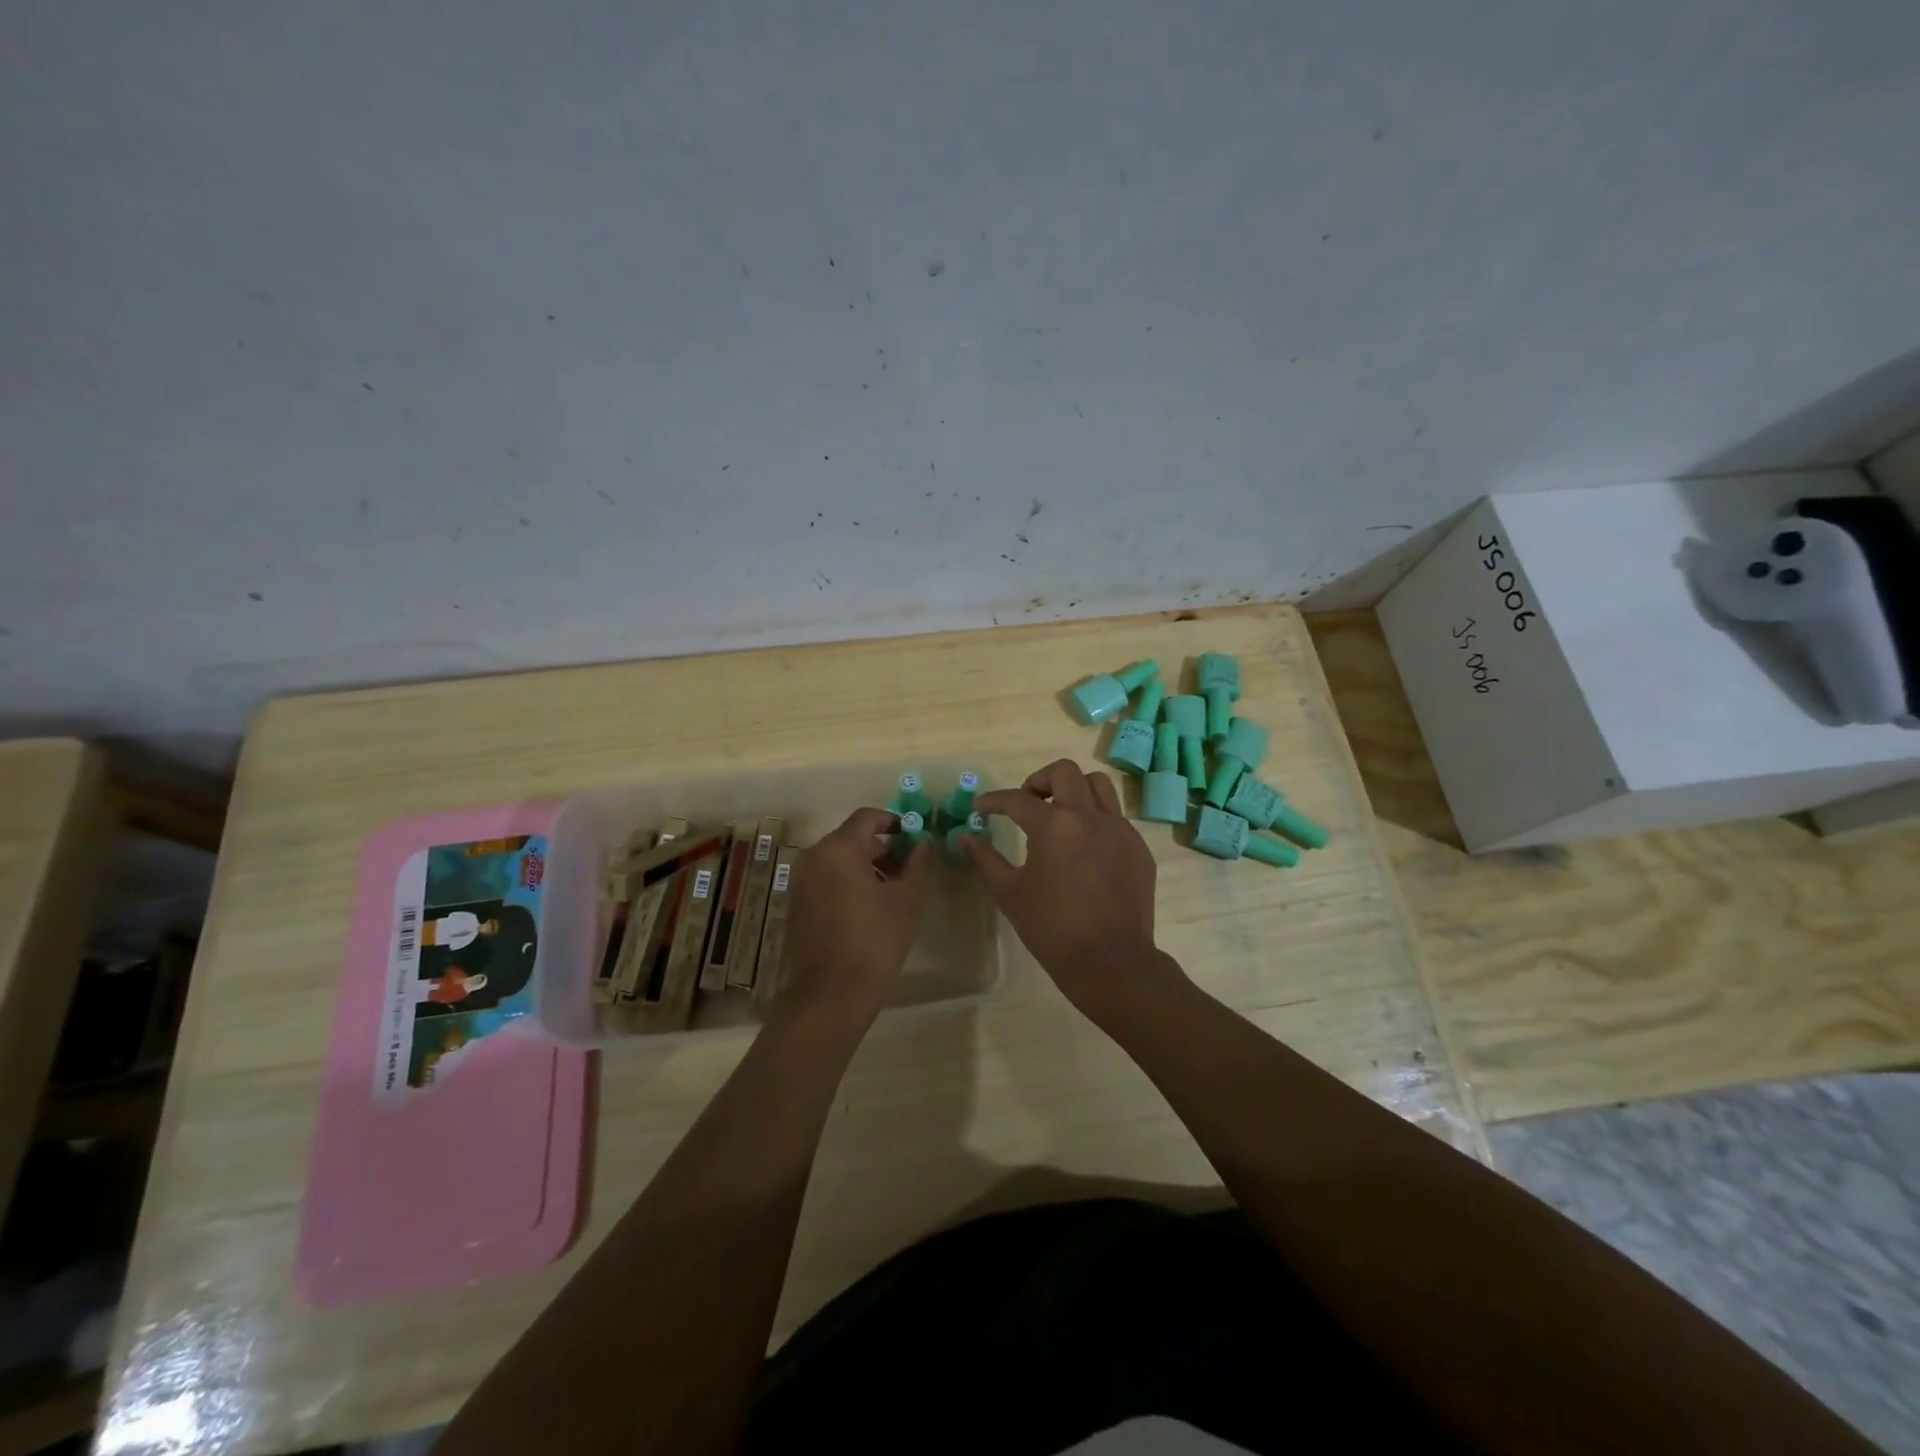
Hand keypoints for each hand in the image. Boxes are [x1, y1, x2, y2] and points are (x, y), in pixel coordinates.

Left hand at [774, 808, 932, 1034]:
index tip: (912, 836)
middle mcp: (814, 857)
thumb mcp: (908, 900)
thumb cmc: (875, 941)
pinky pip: (824, 879)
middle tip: (905, 870)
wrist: (831, 993)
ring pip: (837, 859)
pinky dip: (845, 882)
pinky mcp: (795, 904)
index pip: (867, 817)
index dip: (892, 822)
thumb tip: (921, 844)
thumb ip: (917, 864)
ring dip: (864, 866)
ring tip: (889, 893)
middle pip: (851, 838)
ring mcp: (800, 881)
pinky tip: (865, 909)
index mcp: (839, 848)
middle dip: (880, 848)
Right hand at [961, 760, 1183, 1024]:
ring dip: (1074, 790)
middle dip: (1039, 781)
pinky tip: (1084, 848)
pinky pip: (1115, 816)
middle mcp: (1089, 817)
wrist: (1111, 962)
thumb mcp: (1009, 893)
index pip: (1017, 799)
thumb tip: (964, 836)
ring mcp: (1119, 829)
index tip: (982, 809)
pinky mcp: (1138, 847)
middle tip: (1027, 804)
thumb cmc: (1052, 930)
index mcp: (1054, 826)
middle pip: (1065, 772)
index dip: (994, 801)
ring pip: (1098, 785)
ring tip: (1060, 815)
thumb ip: (985, 859)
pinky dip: (1095, 819)